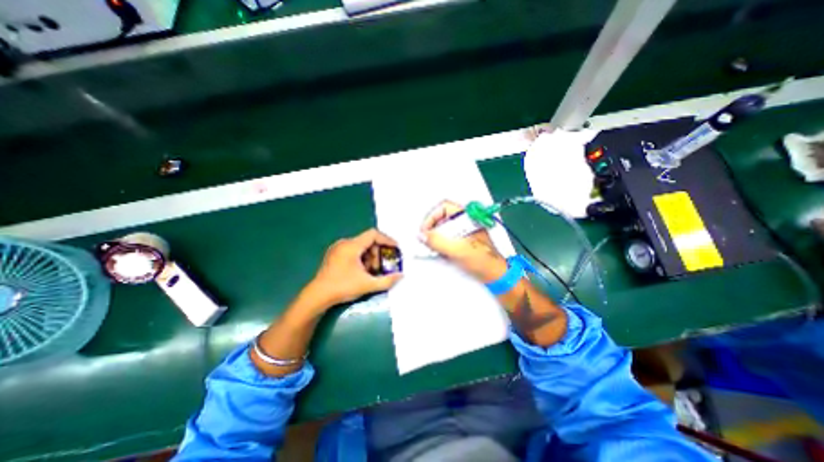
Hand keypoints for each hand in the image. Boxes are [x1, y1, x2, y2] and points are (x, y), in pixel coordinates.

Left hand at [306, 227, 402, 309]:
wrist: (317, 296)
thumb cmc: (342, 287)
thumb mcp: (367, 285)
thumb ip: (387, 280)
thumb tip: (401, 275)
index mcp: (352, 246)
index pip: (373, 234)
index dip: (387, 240)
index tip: (395, 249)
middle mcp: (344, 243)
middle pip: (368, 241)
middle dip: (377, 253)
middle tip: (380, 267)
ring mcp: (337, 248)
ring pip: (360, 246)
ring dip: (370, 256)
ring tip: (370, 271)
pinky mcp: (334, 254)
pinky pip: (353, 250)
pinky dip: (361, 258)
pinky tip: (360, 271)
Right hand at [420, 201, 506, 281]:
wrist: (495, 275)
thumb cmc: (482, 260)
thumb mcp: (457, 250)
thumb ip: (438, 241)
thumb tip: (421, 235)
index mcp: (467, 217)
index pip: (444, 207)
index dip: (431, 217)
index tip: (425, 230)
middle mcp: (465, 221)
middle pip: (442, 217)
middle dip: (431, 227)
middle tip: (426, 239)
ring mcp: (464, 230)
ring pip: (444, 227)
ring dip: (435, 236)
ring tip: (432, 247)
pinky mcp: (463, 239)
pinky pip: (447, 236)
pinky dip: (440, 242)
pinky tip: (439, 251)